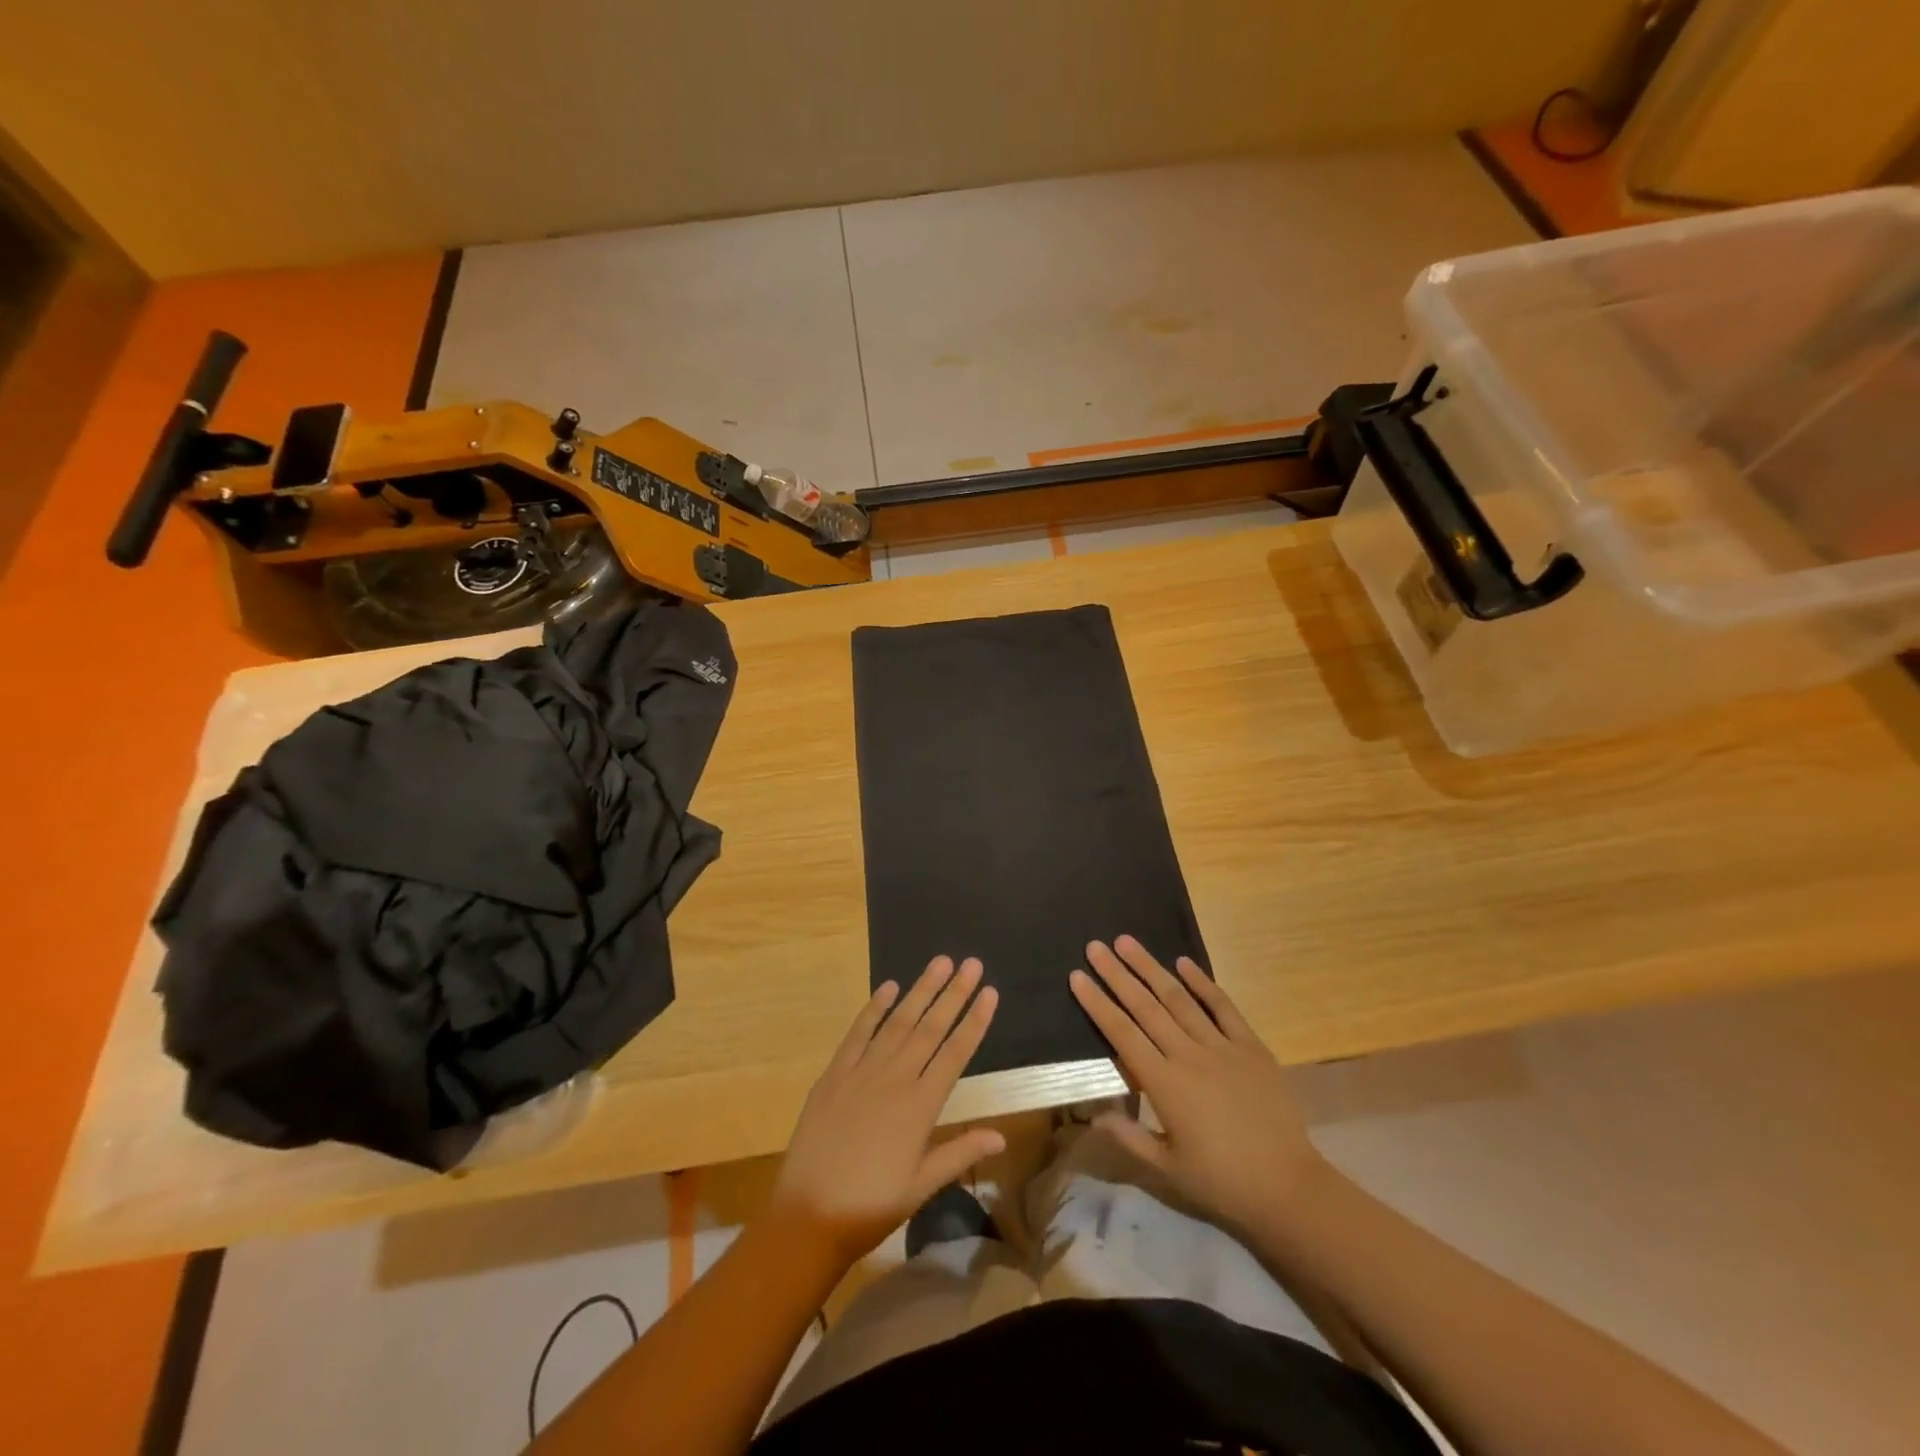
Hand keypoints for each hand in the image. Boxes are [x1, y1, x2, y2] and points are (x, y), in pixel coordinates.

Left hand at [770, 956, 1005, 1267]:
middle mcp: (895, 1079)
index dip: (975, 1021)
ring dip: (921, 990)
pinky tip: (889, 987)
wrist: (808, 1217)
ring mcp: (862, 1072)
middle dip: (954, 993)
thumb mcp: (921, 1186)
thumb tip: (1001, 1135)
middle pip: (931, 1027)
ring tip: (940, 963)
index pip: (956, 1053)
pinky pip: (858, 1032)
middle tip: (972, 963)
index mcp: (921, 1106)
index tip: (990, 991)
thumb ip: (960, 1153)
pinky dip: (874, 1008)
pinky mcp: (834, 1073)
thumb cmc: (871, 1207)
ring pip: (898, 1022)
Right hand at [1070, 936, 1326, 1239]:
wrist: (1289, 1187)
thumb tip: (1093, 1115)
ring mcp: (1222, 1047)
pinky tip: (1183, 962)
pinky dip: (1203, 983)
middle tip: (1095, 946)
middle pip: (1145, 1007)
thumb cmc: (1222, 1182)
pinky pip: (1223, 1008)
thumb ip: (1129, 1137)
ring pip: (1179, 999)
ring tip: (1128, 942)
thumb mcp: (1167, 1168)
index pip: (1122, 1034)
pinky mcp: (1251, 1047)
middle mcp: (1188, 1056)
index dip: (1097, 1004)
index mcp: (1164, 1085)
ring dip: (1151, 968)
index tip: (1077, 976)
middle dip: (1117, 974)